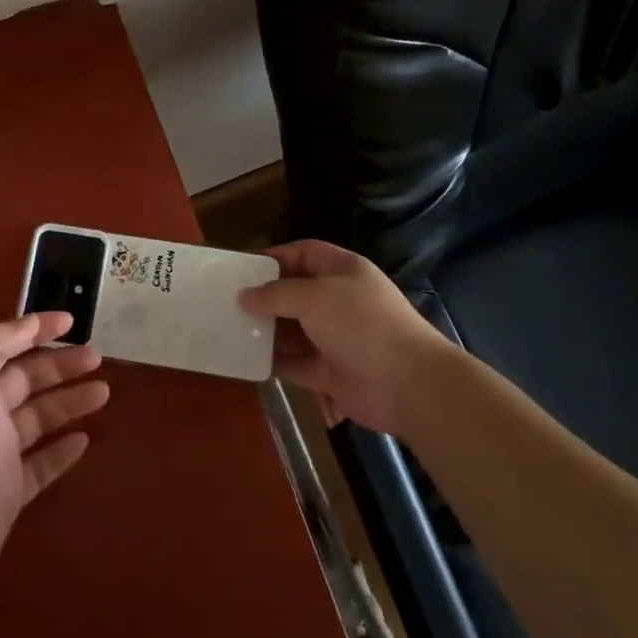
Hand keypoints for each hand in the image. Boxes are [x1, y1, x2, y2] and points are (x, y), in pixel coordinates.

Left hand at [0, 312, 107, 628]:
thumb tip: (24, 323)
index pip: (4, 346)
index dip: (35, 330)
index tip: (71, 321)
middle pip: (26, 380)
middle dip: (60, 365)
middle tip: (97, 357)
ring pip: (39, 420)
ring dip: (69, 403)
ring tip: (103, 392)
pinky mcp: (6, 498)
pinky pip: (41, 465)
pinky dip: (61, 451)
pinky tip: (84, 440)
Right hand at [239, 240, 451, 433]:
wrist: (408, 384)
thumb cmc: (361, 324)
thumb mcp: (314, 297)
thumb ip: (276, 294)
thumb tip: (244, 295)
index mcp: (343, 271)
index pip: (304, 253)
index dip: (275, 256)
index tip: (244, 267)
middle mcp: (339, 301)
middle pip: (295, 292)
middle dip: (265, 297)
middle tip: (228, 300)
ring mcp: (336, 338)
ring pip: (293, 329)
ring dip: (267, 330)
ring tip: (231, 328)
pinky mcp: (331, 372)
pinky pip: (296, 363)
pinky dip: (275, 362)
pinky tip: (248, 359)